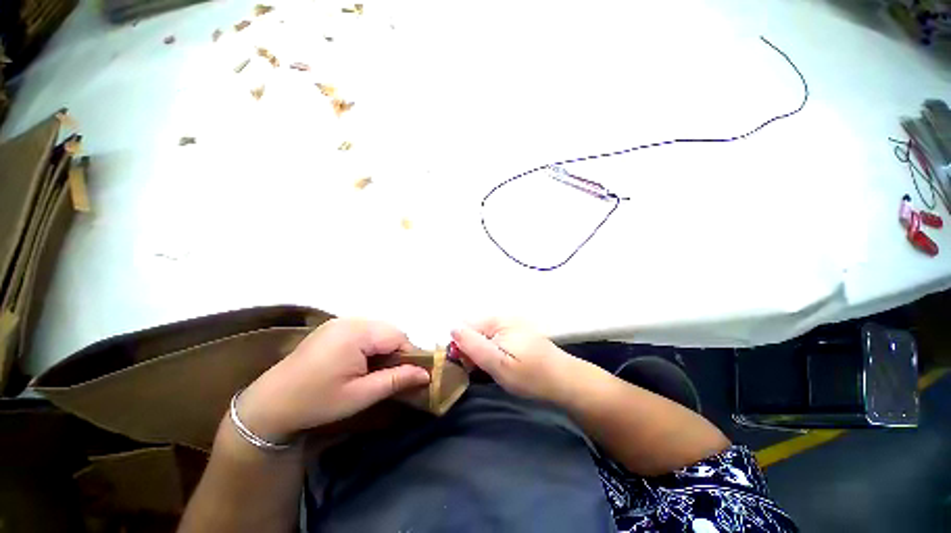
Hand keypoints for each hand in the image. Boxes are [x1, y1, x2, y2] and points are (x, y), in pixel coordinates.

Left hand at [237, 319, 430, 441]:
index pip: (398, 336)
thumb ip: (396, 380)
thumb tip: (427, 374)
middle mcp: (350, 320)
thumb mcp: (360, 395)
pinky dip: (370, 344)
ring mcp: (339, 322)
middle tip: (389, 376)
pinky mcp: (333, 327)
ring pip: (378, 330)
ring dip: (383, 348)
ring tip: (374, 371)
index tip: (408, 377)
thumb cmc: (317, 402)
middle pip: (388, 330)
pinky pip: (364, 330)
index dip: (408, 356)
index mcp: (357, 333)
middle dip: (395, 352)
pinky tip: (360, 363)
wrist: (268, 405)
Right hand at [451, 318, 581, 402]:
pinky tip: (502, 365)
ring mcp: (510, 326)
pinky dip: (493, 352)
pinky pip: (495, 340)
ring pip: (483, 337)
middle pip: (473, 331)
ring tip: (493, 370)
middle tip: (483, 370)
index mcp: (497, 321)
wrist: (564, 380)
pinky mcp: (516, 335)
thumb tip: (452, 329)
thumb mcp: (498, 364)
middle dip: (472, 350)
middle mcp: (502, 318)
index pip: (464, 327)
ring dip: (482, 353)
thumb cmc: (530, 375)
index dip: (461, 346)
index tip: (467, 366)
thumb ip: (473, 346)